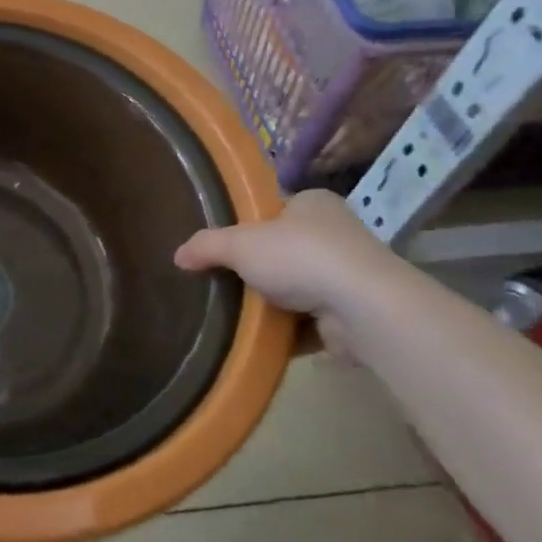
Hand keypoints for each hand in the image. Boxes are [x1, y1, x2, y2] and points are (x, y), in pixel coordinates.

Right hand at [174, 189, 395, 329]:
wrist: (364, 309)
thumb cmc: (300, 257)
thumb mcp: (239, 243)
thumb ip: (206, 246)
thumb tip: (177, 256)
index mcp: (313, 203)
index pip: (274, 209)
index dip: (248, 225)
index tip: (223, 245)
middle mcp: (337, 234)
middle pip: (284, 250)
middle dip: (258, 268)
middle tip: (223, 280)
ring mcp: (349, 276)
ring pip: (297, 288)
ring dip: (273, 302)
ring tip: (235, 313)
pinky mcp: (354, 315)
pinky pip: (309, 322)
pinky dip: (287, 331)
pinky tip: (261, 337)